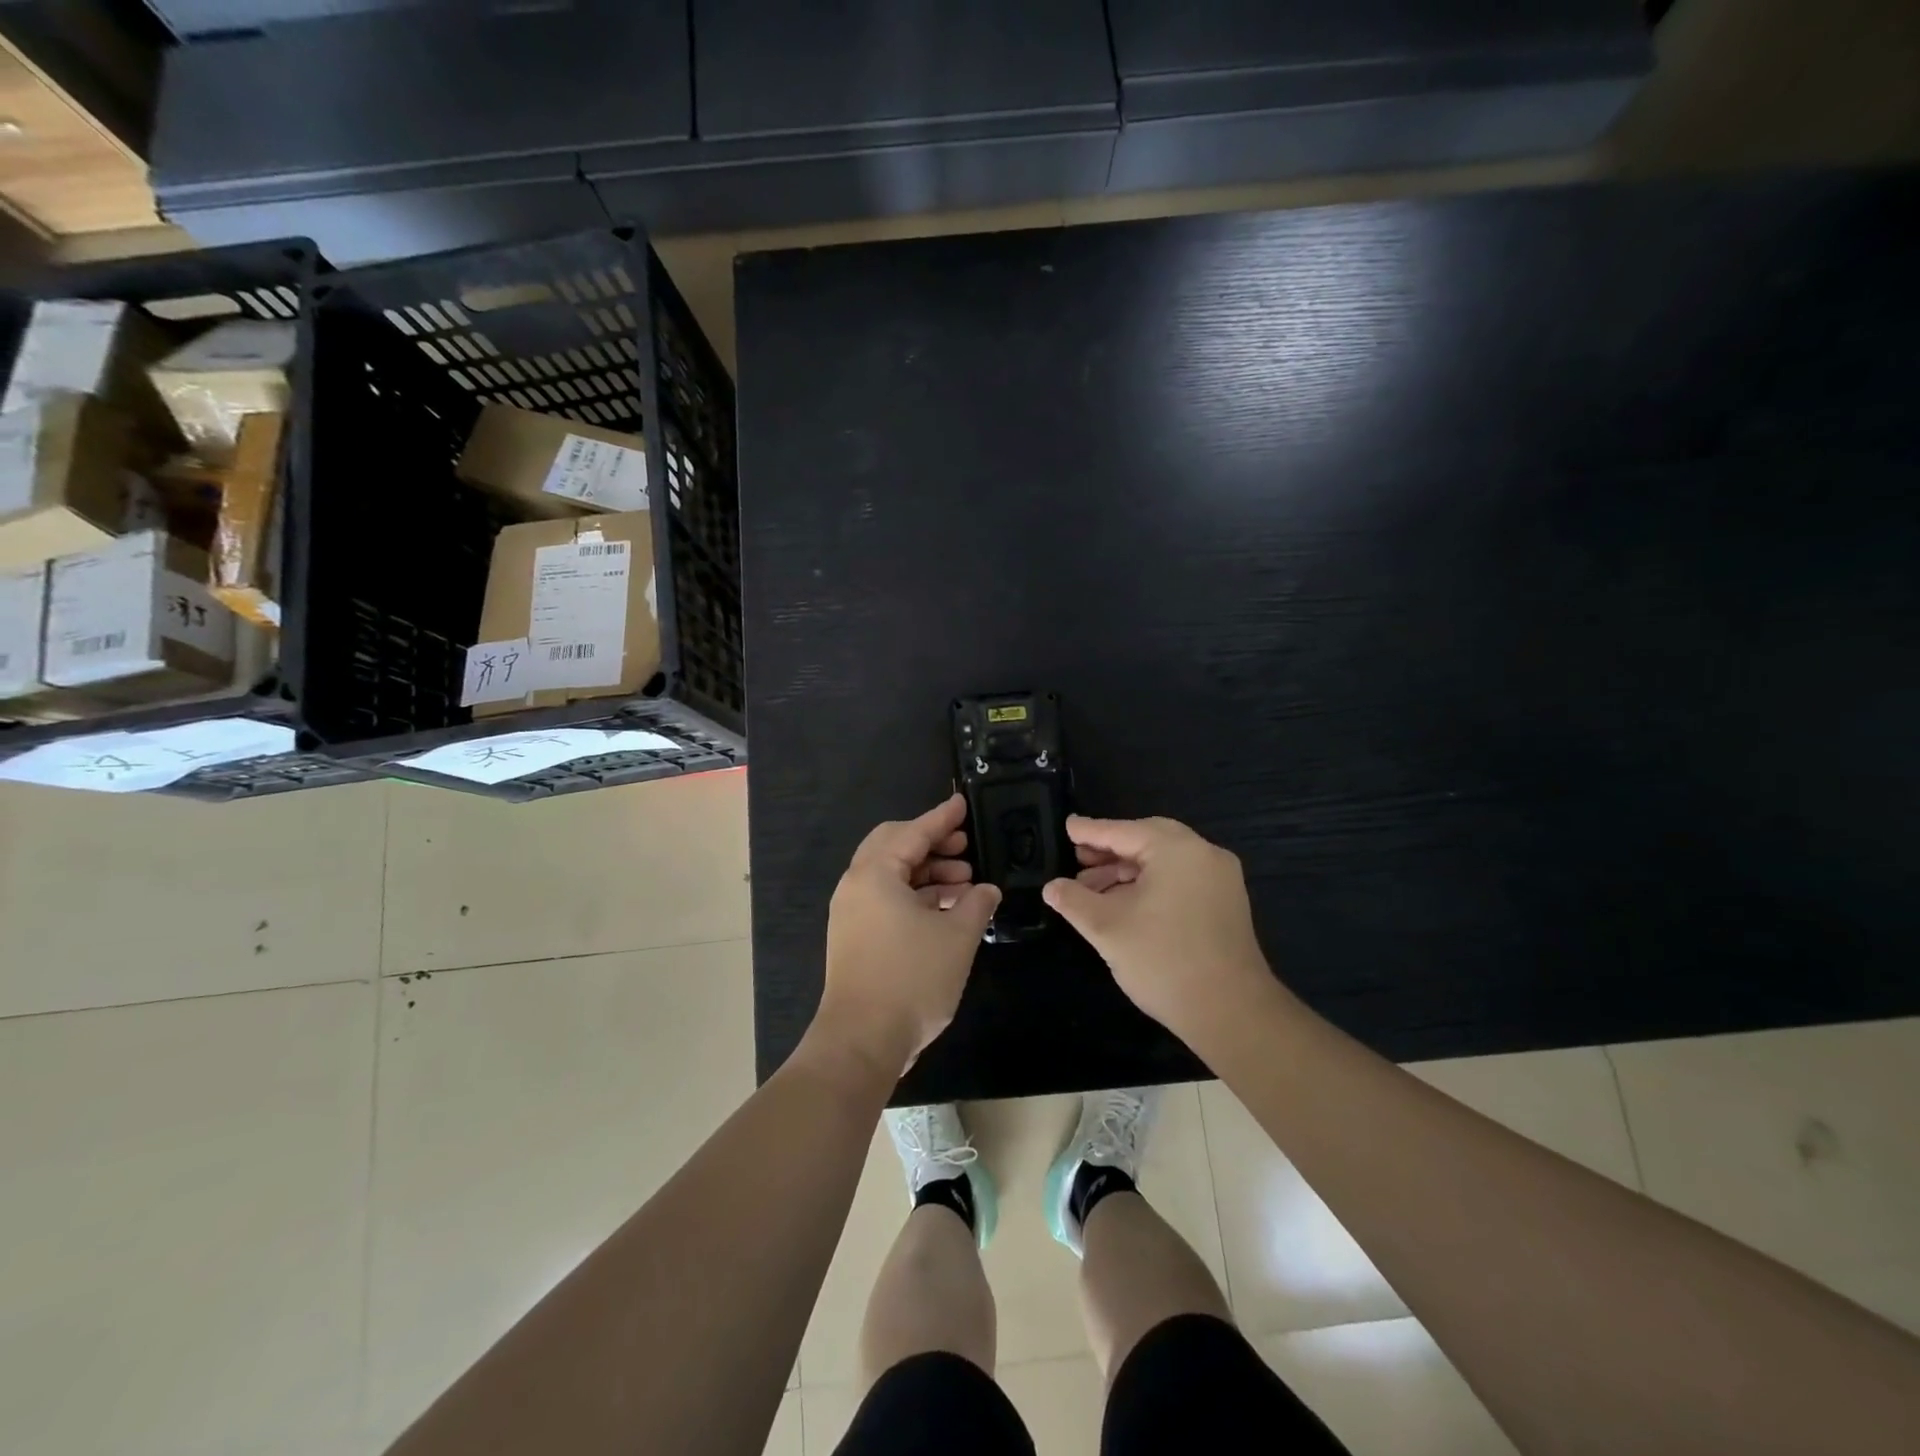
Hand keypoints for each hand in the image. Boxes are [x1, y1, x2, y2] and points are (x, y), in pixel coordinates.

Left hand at [811, 794, 999, 1081]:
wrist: (861, 1041)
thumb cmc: (911, 979)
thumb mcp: (957, 937)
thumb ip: (976, 904)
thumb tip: (986, 890)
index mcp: (875, 874)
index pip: (913, 833)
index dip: (942, 818)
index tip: (963, 803)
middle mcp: (856, 886)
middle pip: (894, 847)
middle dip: (932, 843)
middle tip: (965, 846)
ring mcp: (851, 913)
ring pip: (891, 876)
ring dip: (927, 873)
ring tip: (965, 882)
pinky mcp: (855, 937)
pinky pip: (887, 900)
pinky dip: (916, 896)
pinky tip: (947, 909)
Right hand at [1043, 816, 1277, 1046]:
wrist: (1231, 1012)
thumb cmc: (1163, 960)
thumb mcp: (1107, 927)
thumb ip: (1074, 901)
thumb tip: (1051, 887)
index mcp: (1177, 849)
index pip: (1123, 831)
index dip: (1090, 831)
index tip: (1066, 826)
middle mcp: (1204, 854)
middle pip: (1147, 841)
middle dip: (1109, 851)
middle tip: (1077, 860)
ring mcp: (1220, 879)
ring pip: (1164, 862)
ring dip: (1127, 872)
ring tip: (1091, 891)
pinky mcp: (1225, 904)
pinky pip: (1180, 880)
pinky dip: (1150, 885)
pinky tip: (1123, 905)